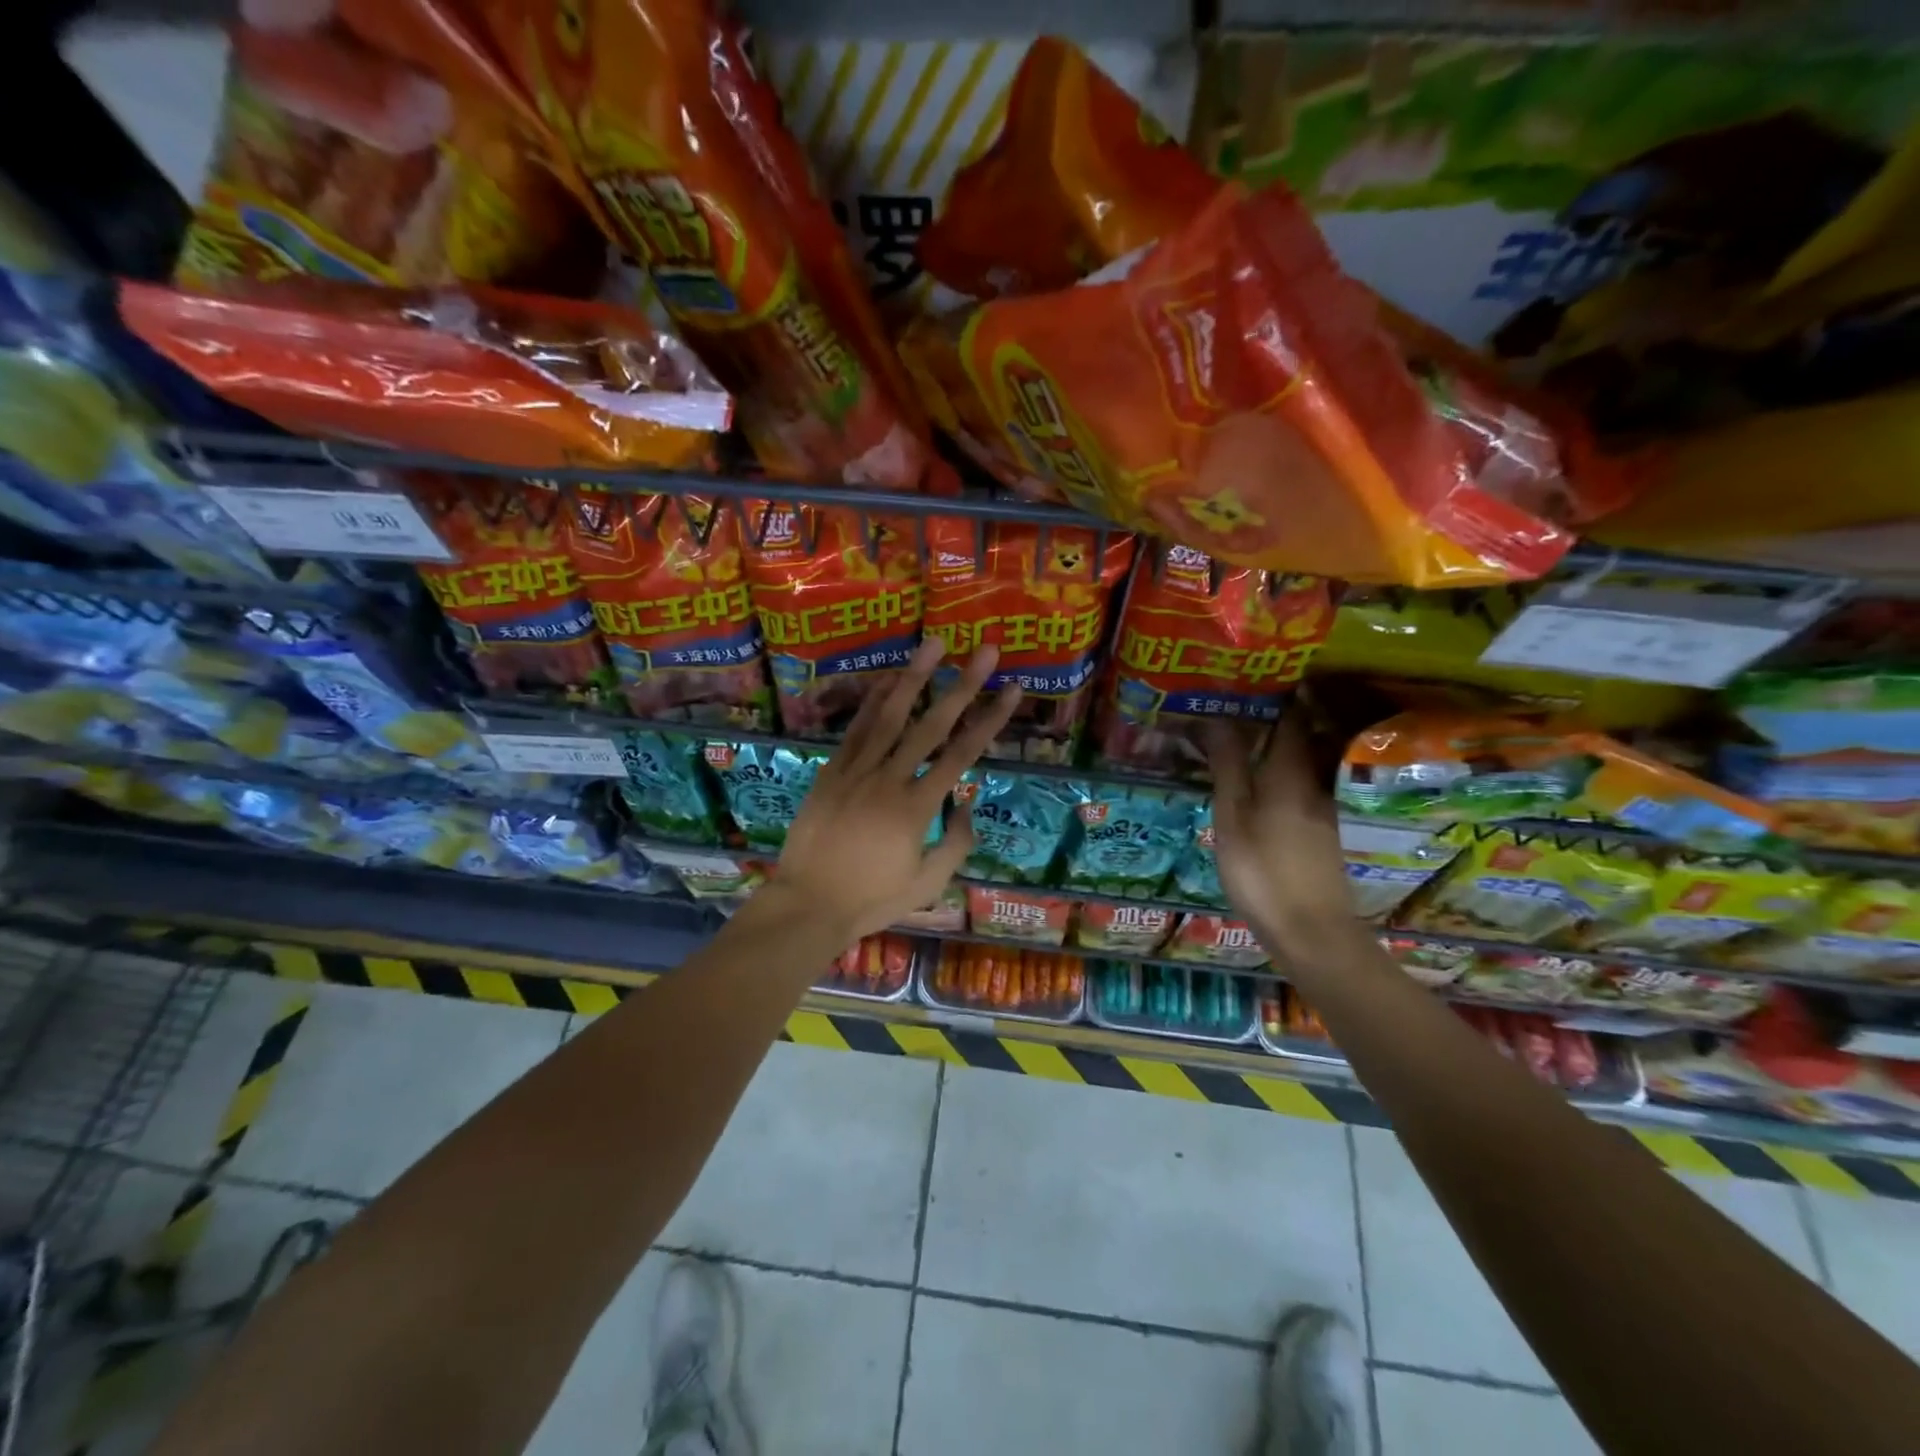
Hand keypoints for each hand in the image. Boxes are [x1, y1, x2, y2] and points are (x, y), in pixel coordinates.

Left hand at [768, 638, 1020, 941]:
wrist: (807, 904)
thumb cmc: (871, 900)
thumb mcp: (926, 884)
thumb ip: (955, 843)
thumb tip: (967, 803)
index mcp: (916, 809)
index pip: (962, 754)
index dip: (991, 719)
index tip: (1012, 690)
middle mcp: (889, 780)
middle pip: (932, 724)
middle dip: (963, 685)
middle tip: (986, 651)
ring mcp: (856, 771)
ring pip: (890, 716)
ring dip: (914, 677)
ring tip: (934, 644)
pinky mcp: (831, 772)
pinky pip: (855, 730)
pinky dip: (872, 701)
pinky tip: (887, 678)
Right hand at [1206, 718, 1358, 961]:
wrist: (1311, 931)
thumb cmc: (1262, 870)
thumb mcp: (1233, 816)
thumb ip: (1228, 766)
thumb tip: (1218, 717)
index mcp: (1289, 770)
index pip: (1288, 715)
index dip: (1269, 694)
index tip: (1241, 680)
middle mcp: (1311, 780)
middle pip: (1295, 735)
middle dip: (1266, 716)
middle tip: (1227, 706)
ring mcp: (1319, 806)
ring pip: (1296, 759)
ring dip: (1269, 744)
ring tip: (1232, 739)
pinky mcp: (1318, 829)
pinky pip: (1296, 783)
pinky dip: (1275, 771)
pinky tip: (1253, 783)